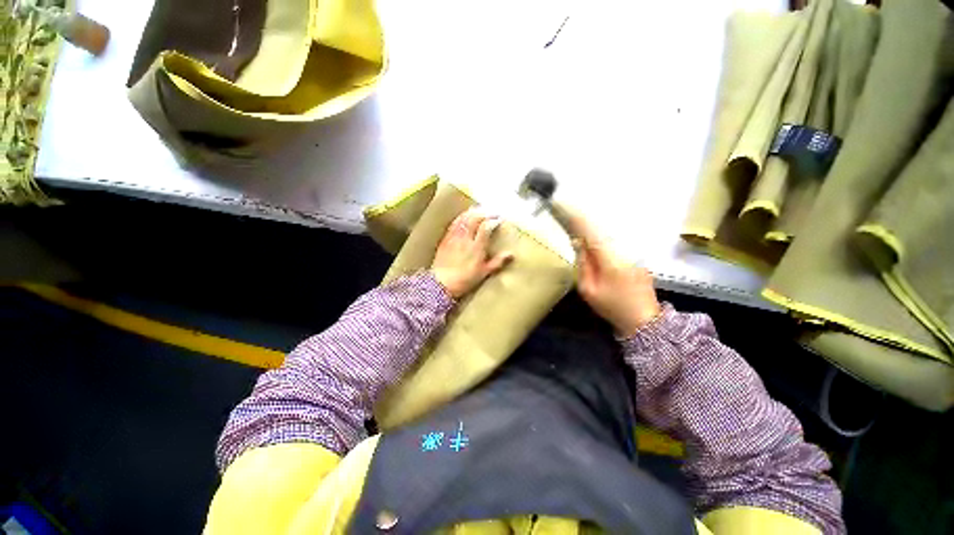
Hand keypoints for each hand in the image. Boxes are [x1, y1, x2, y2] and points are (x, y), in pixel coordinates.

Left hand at [431, 208, 513, 298]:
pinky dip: (461, 217)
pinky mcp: (446, 239)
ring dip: (472, 212)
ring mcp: (454, 237)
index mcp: (477, 247)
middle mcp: (466, 238)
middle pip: (475, 219)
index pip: (486, 227)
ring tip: (479, 211)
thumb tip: (511, 254)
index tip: (500, 219)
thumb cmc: (465, 280)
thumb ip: (498, 262)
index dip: (493, 220)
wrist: (442, 283)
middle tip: (491, 213)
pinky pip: (454, 223)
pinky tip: (464, 216)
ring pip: (464, 219)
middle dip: (484, 213)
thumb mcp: (484, 272)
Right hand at [563, 207, 660, 336]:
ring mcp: (633, 252)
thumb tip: (578, 243)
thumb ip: (583, 264)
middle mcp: (624, 250)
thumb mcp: (589, 289)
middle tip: (567, 210)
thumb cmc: (612, 307)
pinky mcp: (637, 256)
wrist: (644, 320)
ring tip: (577, 219)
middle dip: (584, 219)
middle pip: (602, 229)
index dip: (578, 220)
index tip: (566, 208)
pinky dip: (603, 234)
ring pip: (610, 233)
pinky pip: (616, 240)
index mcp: (610, 260)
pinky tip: (593, 235)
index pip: (592, 234)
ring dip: (593, 226)